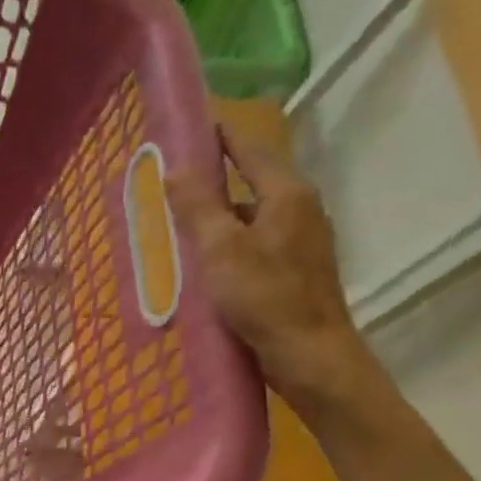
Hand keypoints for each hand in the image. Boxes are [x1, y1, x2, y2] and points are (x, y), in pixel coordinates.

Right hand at [165, 125, 385, 424]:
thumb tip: (177, 168)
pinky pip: (252, 242)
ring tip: (176, 221)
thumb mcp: (221, 249)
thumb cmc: (265, 298)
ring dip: (216, 215)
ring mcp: (299, 242)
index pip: (252, 150)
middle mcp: (299, 210)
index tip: (190, 125)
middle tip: (170, 178)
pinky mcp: (292, 270)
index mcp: (287, 196)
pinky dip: (226, 242)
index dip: (221, 136)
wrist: (309, 355)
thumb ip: (198, 207)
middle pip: (251, 182)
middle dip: (212, 178)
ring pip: (250, 216)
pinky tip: (202, 260)